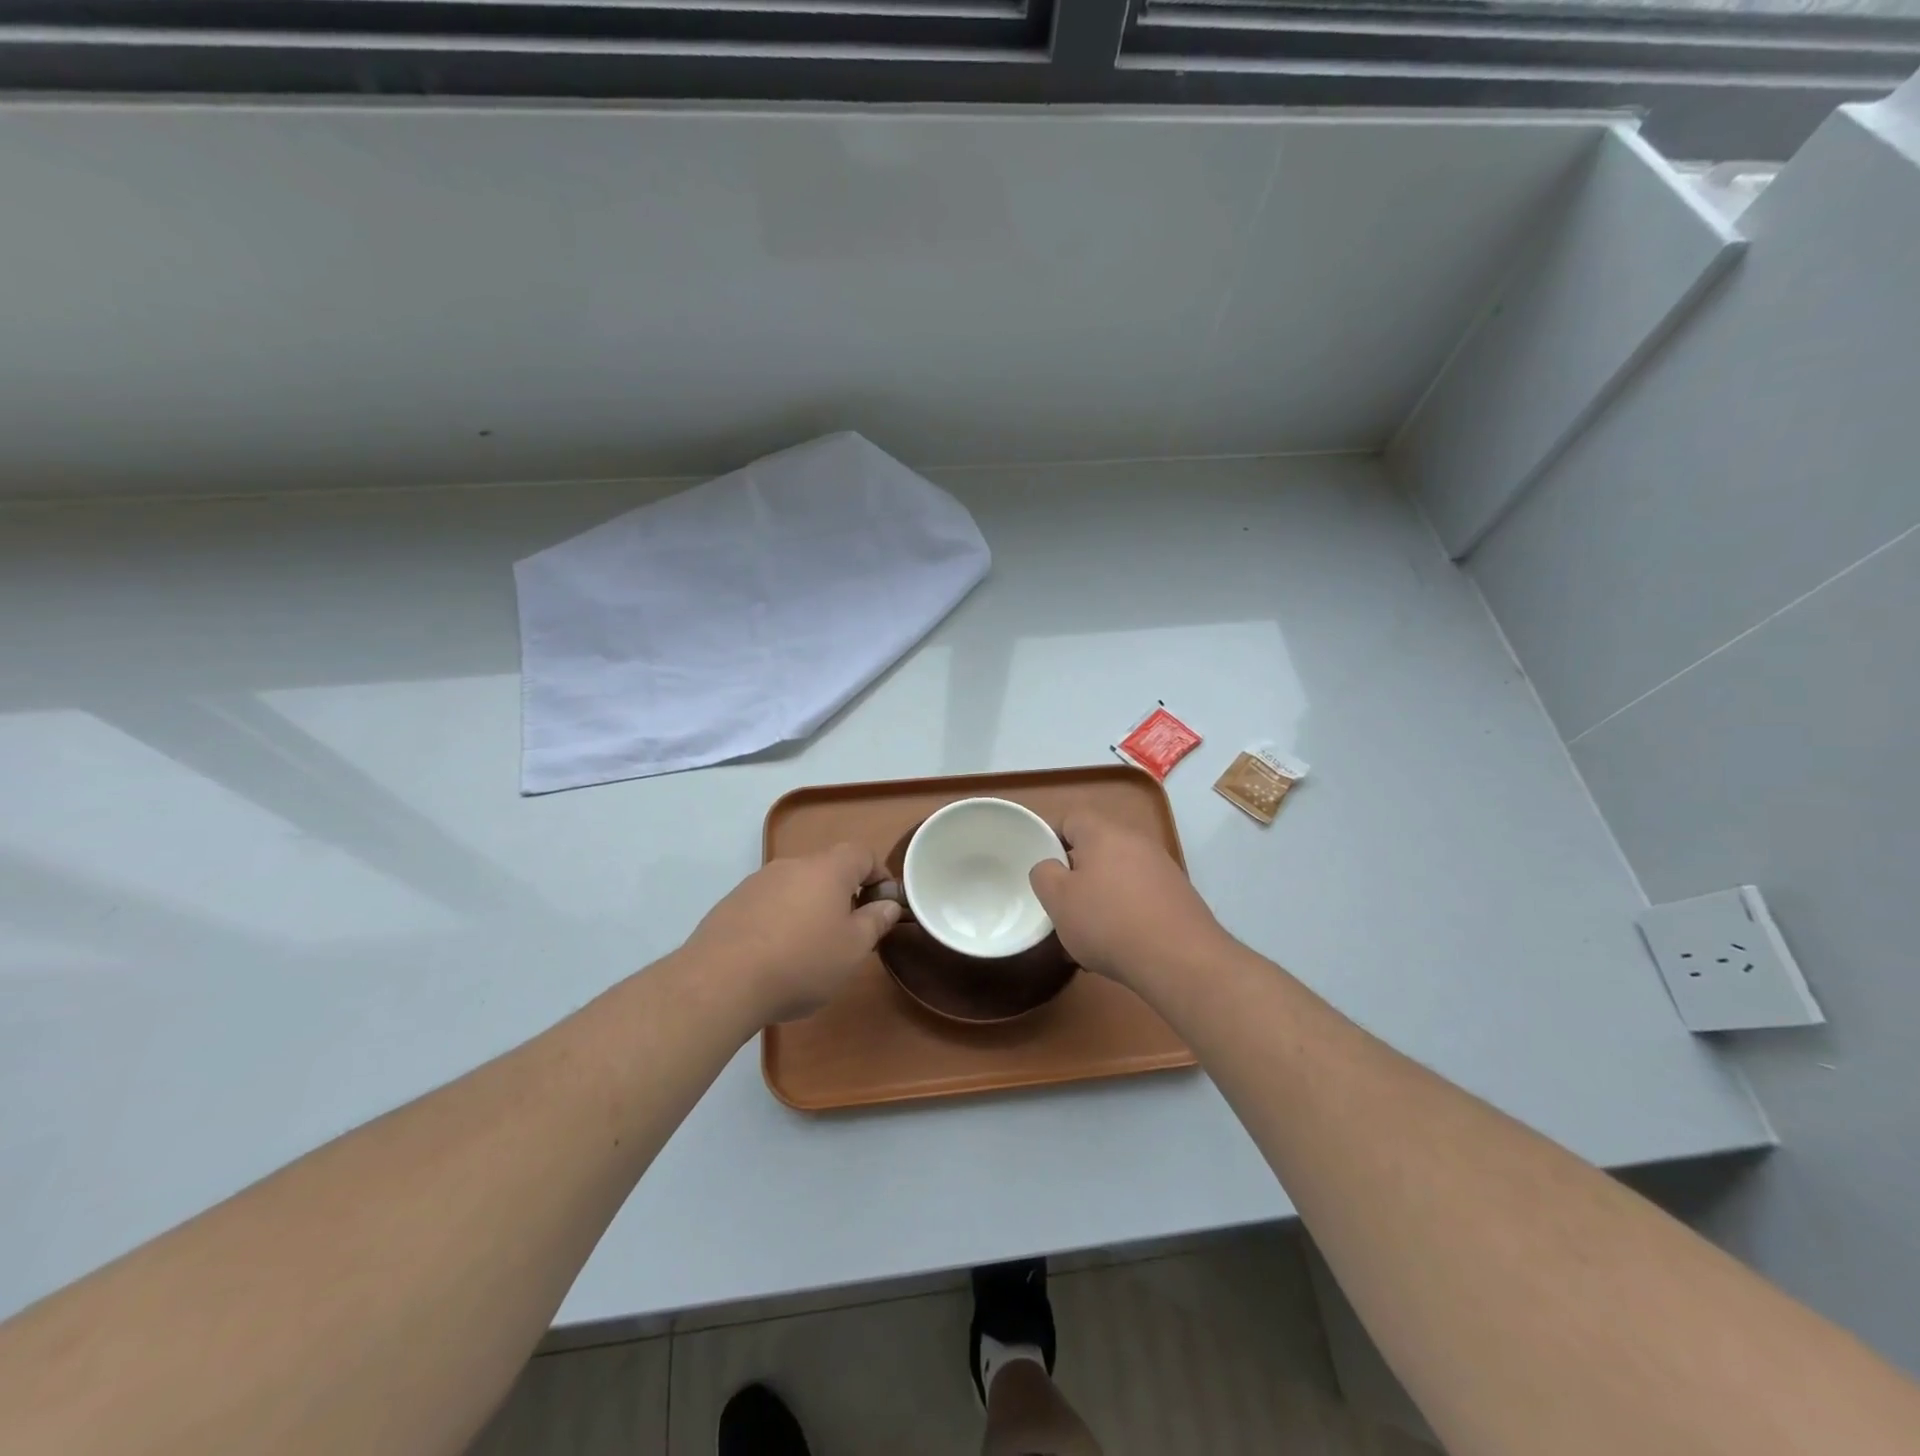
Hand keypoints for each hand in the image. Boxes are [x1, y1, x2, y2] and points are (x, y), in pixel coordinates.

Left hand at [684, 844, 899, 1023]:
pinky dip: (779, 920)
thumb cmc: (801, 962)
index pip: (862, 854)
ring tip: (810, 948)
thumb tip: (888, 904)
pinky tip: (774, 955)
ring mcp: (757, 881)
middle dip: (843, 895)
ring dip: (809, 908)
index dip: (879, 875)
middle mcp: (792, 864)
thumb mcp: (853, 949)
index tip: (883, 905)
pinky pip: (768, 903)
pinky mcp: (732, 903)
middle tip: (849, 932)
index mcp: (828, 869)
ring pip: (796, 886)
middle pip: (827, 869)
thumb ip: (875, 921)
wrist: (721, 981)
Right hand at [1029, 812, 1231, 986]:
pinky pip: (1139, 896)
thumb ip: (1044, 874)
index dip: (1050, 839)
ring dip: (1100, 897)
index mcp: (1103, 833)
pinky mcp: (1179, 895)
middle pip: (1095, 848)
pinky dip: (1125, 913)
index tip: (1039, 867)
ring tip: (1087, 933)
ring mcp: (1162, 868)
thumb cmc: (1108, 922)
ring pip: (1117, 875)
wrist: (1180, 959)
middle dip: (1076, 874)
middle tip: (1061, 902)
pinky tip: (1118, 944)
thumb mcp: (1058, 899)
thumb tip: (1051, 867)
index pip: (1070, 819)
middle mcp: (1136, 841)